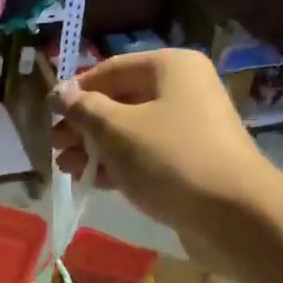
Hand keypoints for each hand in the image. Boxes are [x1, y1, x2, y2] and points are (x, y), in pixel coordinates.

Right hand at [53, 49, 270, 235]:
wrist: (233, 214)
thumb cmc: (169, 159)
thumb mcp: (116, 130)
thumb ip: (83, 109)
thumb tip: (60, 92)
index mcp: (170, 67)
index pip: (111, 70)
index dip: (76, 91)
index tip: (49, 116)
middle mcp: (183, 90)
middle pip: (120, 101)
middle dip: (84, 125)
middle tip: (55, 147)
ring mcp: (189, 128)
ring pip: (130, 131)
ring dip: (96, 148)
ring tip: (67, 168)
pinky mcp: (190, 162)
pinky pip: (146, 156)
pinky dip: (118, 164)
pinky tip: (92, 180)